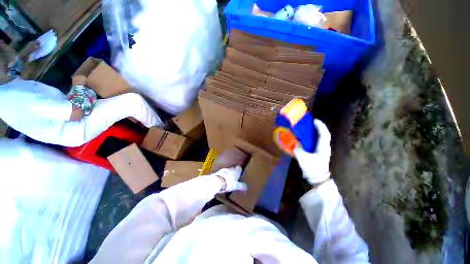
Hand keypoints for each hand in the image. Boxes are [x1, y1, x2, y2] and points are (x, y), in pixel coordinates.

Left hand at [209, 166, 247, 192]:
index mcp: (236, 171)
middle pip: (233, 169)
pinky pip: (221, 173)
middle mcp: (230, 169)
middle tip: (234, 176)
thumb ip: (241, 186)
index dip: (239, 170)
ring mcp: (223, 170)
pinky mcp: (218, 172)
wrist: (217, 181)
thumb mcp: (236, 186)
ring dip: (227, 173)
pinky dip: (222, 176)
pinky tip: (222, 180)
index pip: (239, 168)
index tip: (240, 172)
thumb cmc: (229, 183)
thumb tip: (246, 187)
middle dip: (233, 172)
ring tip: (228, 178)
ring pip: (227, 171)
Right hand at [294, 119, 330, 184]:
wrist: (317, 179)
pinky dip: (311, 139)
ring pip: (319, 139)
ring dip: (314, 133)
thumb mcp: (303, 158)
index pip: (324, 134)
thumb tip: (296, 144)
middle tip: (309, 123)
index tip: (314, 120)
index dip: (320, 126)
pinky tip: (304, 140)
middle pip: (323, 135)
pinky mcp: (317, 154)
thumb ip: (298, 149)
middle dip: (317, 128)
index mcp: (323, 147)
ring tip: (306, 130)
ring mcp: (321, 151)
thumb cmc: (312, 168)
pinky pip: (315, 143)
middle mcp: (324, 148)